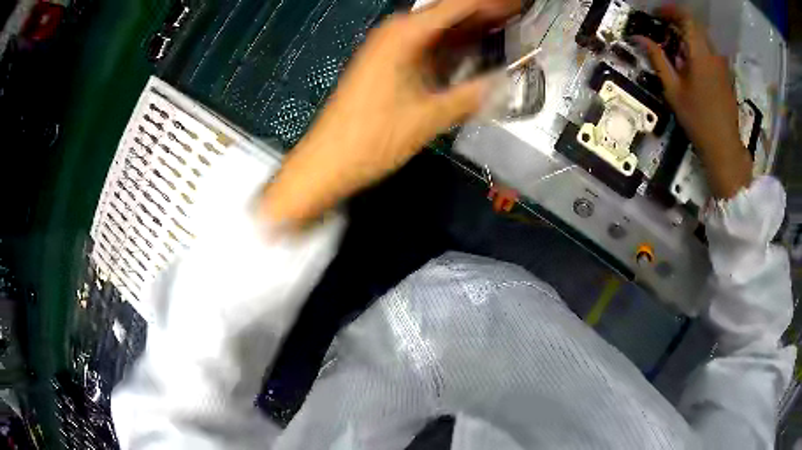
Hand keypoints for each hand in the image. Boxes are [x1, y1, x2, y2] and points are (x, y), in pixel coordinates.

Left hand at [261, 0, 519, 225]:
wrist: (328, 161)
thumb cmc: (372, 139)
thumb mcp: (428, 118)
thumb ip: (471, 96)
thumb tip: (505, 83)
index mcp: (405, 34)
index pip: (458, 6)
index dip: (492, 5)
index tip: (519, 7)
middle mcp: (396, 32)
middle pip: (447, 13)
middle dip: (484, 13)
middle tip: (517, 15)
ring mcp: (388, 47)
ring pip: (437, 29)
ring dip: (470, 28)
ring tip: (504, 27)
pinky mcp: (387, 63)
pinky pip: (426, 45)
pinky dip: (451, 45)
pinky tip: (472, 50)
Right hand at [636, 5, 751, 198]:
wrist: (724, 147)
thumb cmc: (698, 120)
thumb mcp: (673, 90)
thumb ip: (658, 59)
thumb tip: (639, 38)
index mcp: (701, 54)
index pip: (686, 17)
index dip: (670, 10)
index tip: (656, 14)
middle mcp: (714, 54)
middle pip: (695, 26)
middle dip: (677, 22)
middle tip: (662, 29)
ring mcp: (722, 66)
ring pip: (703, 39)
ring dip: (688, 37)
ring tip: (675, 49)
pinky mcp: (726, 76)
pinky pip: (710, 53)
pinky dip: (698, 50)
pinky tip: (690, 65)